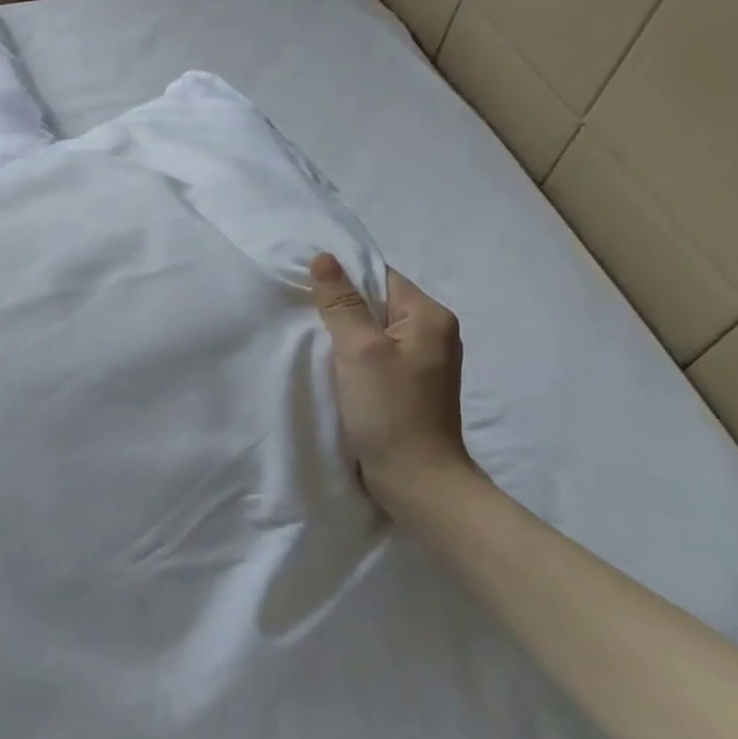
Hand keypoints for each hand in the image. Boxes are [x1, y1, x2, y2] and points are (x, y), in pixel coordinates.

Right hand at [309, 253, 477, 516]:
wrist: (416, 481)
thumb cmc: (389, 411)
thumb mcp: (359, 351)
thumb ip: (341, 303)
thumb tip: (324, 257)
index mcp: (430, 316)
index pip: (381, 277)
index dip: (344, 279)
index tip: (307, 288)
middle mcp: (433, 332)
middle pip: (378, 302)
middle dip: (342, 307)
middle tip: (303, 314)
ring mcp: (424, 361)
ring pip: (375, 330)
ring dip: (346, 334)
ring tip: (314, 339)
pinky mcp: (410, 385)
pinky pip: (377, 355)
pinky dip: (354, 356)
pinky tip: (333, 366)